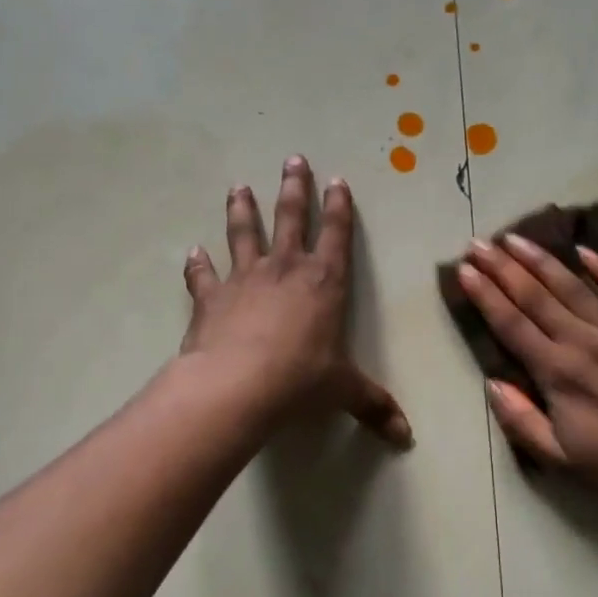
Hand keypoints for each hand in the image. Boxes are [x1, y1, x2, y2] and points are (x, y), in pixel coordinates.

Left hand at [181, 156, 410, 446]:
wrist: (238, 385)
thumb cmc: (301, 379)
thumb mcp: (344, 391)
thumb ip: (374, 406)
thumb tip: (406, 437)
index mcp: (324, 282)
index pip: (336, 234)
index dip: (338, 206)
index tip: (336, 180)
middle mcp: (286, 269)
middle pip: (290, 217)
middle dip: (294, 188)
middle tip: (292, 159)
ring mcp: (245, 278)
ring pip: (244, 233)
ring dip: (242, 209)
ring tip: (239, 187)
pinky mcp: (212, 296)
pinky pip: (203, 275)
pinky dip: (197, 264)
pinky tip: (191, 253)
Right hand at [457, 234, 597, 512]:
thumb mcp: (560, 458)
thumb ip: (521, 420)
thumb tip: (492, 383)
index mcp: (557, 372)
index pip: (511, 324)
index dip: (484, 295)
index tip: (464, 271)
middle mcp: (583, 341)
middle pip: (534, 295)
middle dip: (502, 267)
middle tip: (478, 244)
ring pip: (572, 284)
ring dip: (539, 259)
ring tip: (515, 238)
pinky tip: (584, 250)